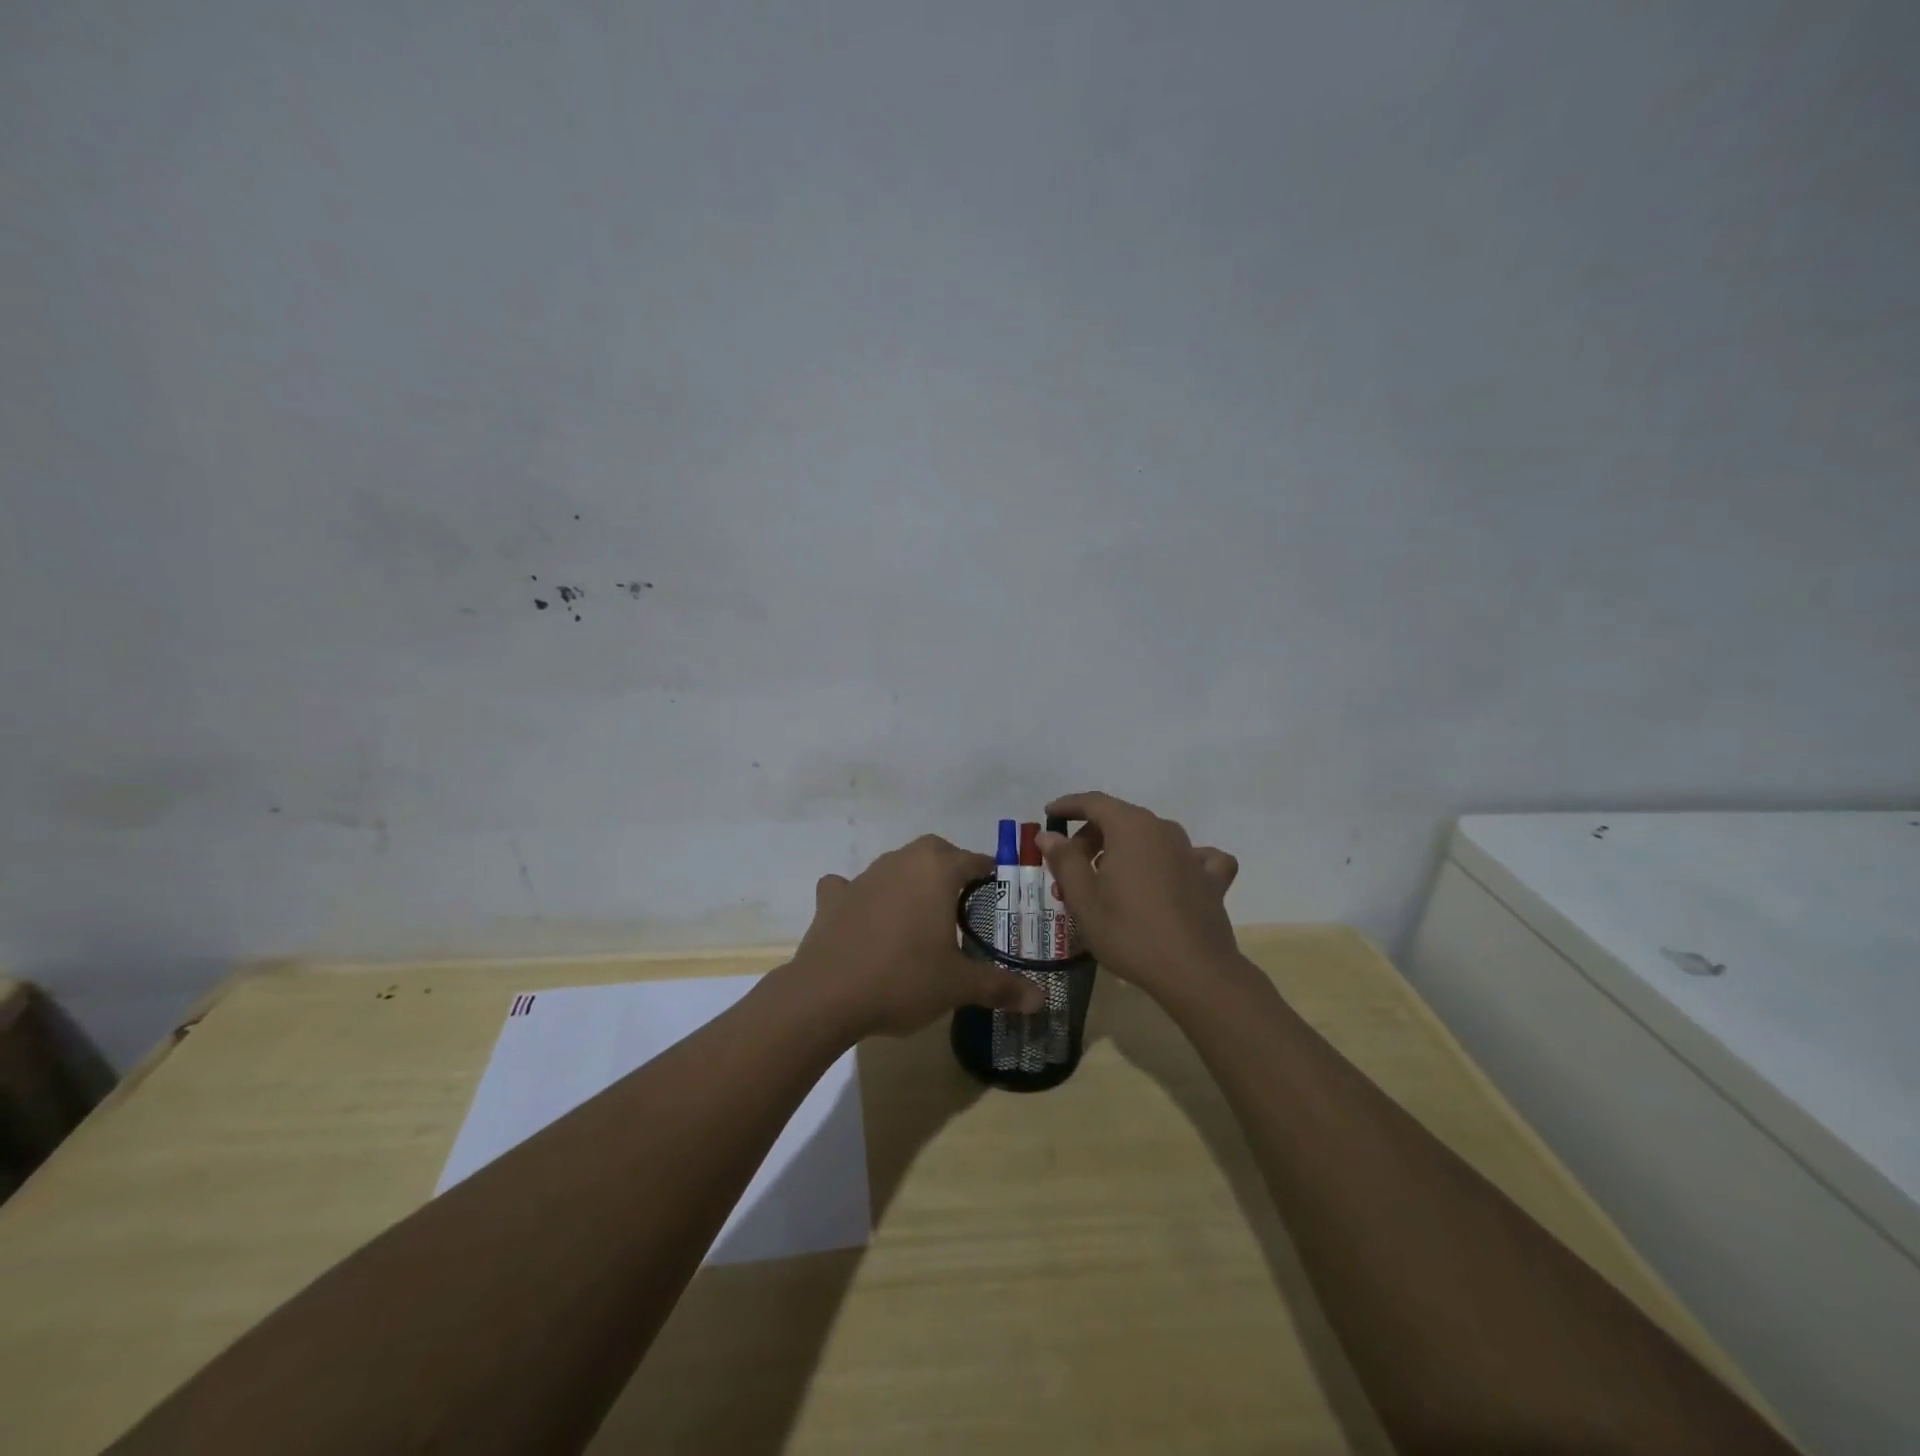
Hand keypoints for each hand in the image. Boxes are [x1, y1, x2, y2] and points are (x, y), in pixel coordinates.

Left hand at [792, 834, 1045, 1038]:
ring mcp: (863, 877)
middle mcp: (900, 861)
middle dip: (950, 868)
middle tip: (962, 901)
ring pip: (895, 865)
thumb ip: (1001, 987)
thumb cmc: (904, 979)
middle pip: (933, 852)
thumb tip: (1041, 1000)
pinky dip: (861, 896)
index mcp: (936, 870)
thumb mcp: (959, 986)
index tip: (998, 891)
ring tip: (919, 914)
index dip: (989, 873)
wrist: (827, 995)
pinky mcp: (832, 898)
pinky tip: (864, 916)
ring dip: (909, 881)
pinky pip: (851, 887)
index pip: (973, 860)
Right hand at [1037, 792, 1241, 1004]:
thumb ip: (1064, 860)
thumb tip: (1049, 835)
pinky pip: (1192, 858)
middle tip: (1071, 869)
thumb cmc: (1129, 932)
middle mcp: (1163, 829)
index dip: (1068, 806)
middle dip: (1091, 837)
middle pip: (1121, 819)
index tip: (1050, 814)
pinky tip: (1172, 877)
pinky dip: (1175, 862)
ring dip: (1124, 851)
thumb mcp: (1083, 899)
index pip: (1093, 802)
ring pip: (1150, 838)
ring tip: (1108, 882)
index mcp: (1130, 827)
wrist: (1195, 972)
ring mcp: (1192, 853)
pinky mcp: (1212, 880)